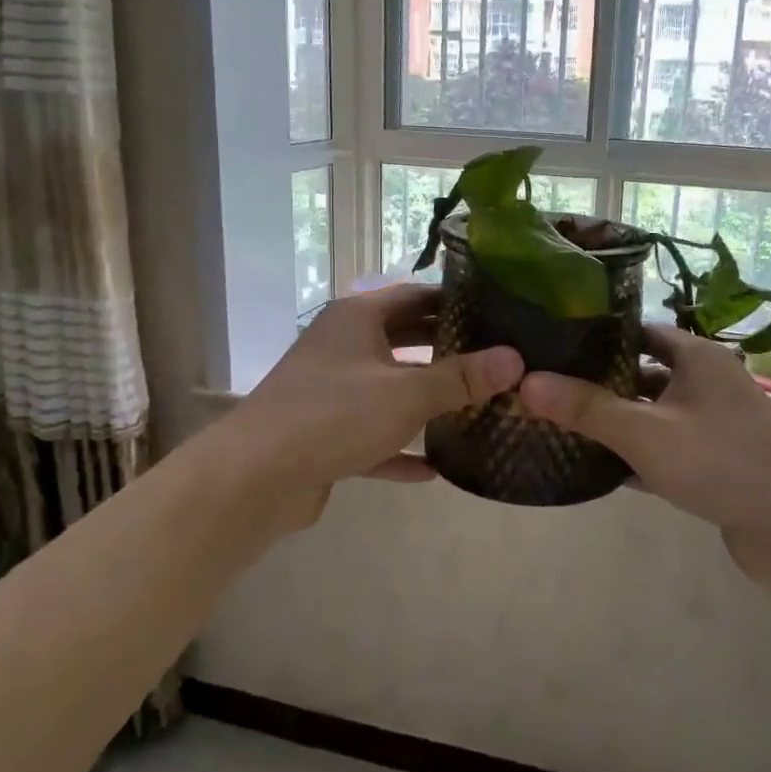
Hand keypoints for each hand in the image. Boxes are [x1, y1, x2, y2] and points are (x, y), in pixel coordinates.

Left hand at [213, 286, 523, 528]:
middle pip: (403, 338)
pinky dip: (399, 446)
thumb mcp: (407, 393)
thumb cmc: (335, 414)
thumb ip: (461, 378)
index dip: (455, 301)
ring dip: (425, 399)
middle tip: (495, 360)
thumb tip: (515, 359)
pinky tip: (433, 468)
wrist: (255, 476)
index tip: (497, 313)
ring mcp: (331, 389)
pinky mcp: (324, 432)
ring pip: (388, 387)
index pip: (415, 294)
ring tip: (474, 407)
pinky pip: (372, 434)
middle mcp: (343, 345)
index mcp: (358, 318)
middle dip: (446, 350)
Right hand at [518, 326, 770, 581]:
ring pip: (654, 415)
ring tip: (564, 426)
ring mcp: (714, 424)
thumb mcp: (645, 432)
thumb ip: (586, 408)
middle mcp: (708, 382)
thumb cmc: (720, 461)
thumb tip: (525, 382)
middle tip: (550, 390)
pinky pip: (666, 449)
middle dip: (601, 384)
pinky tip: (598, 468)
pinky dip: (637, 455)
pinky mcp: (715, 462)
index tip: (557, 347)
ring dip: (618, 423)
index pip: (641, 332)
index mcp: (698, 357)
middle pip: (644, 374)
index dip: (601, 338)